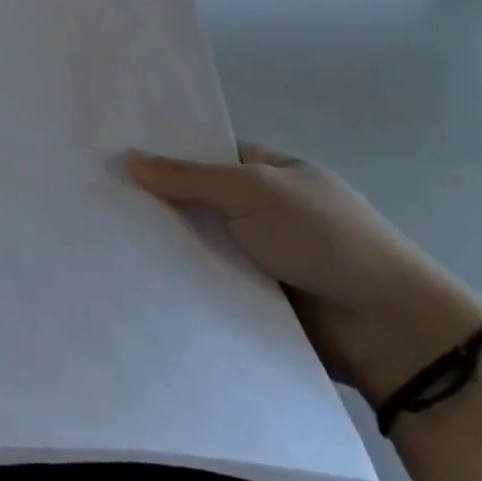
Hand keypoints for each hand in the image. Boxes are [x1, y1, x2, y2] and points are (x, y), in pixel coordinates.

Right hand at [125, 142, 481, 402]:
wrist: (390, 329)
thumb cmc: (327, 237)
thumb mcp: (256, 190)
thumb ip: (189, 176)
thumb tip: (127, 156)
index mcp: (268, 171)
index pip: (202, 153)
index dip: (161, 151)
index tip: (108, 152)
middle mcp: (258, 209)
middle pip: (193, 198)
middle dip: (152, 198)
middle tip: (91, 193)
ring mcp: (254, 254)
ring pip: (194, 241)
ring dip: (161, 242)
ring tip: (97, 235)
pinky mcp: (250, 297)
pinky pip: (203, 280)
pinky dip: (177, 278)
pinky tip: (129, 273)